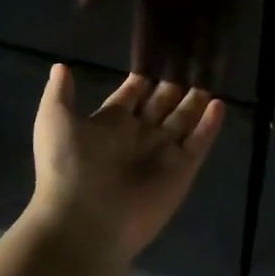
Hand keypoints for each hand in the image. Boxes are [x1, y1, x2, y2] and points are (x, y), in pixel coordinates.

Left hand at [27, 66, 224, 262]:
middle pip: (162, 104)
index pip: (133, 94)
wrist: (84, 221)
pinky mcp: (182, 170)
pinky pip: (199, 142)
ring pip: (183, 119)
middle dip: (174, 85)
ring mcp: (161, 153)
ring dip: (195, 100)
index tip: (159, 55)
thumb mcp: (54, 120)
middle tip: (192, 60)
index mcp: (110, 123)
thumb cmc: (68, 166)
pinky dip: (210, 125)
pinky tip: (219, 103)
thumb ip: (59, 92)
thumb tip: (60, 66)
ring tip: (209, 76)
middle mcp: (138, 135)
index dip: (144, 77)